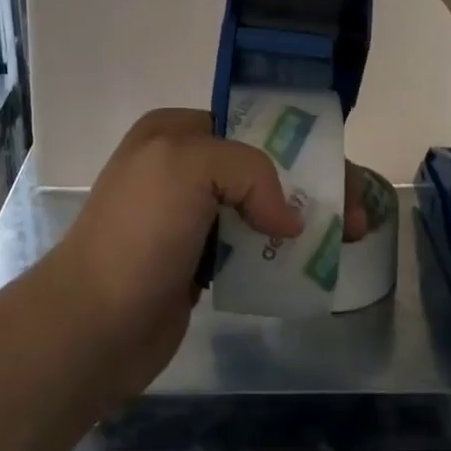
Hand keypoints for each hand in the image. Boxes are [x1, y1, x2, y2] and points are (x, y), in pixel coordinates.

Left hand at [46, 110, 366, 402]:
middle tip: (359, 216)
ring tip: (350, 240)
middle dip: (313, 186)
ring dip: (304, 222)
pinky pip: (249, 249)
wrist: (91, 326)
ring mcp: (189, 218)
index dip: (300, 144)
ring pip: (260, 209)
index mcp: (176, 132)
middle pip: (263, 167)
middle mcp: (182, 167)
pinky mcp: (197, 264)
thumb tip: (287, 220)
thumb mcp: (188, 167)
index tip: (341, 174)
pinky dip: (281, 254)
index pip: (251, 125)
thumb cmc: (138, 233)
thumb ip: (248, 170)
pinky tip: (312, 266)